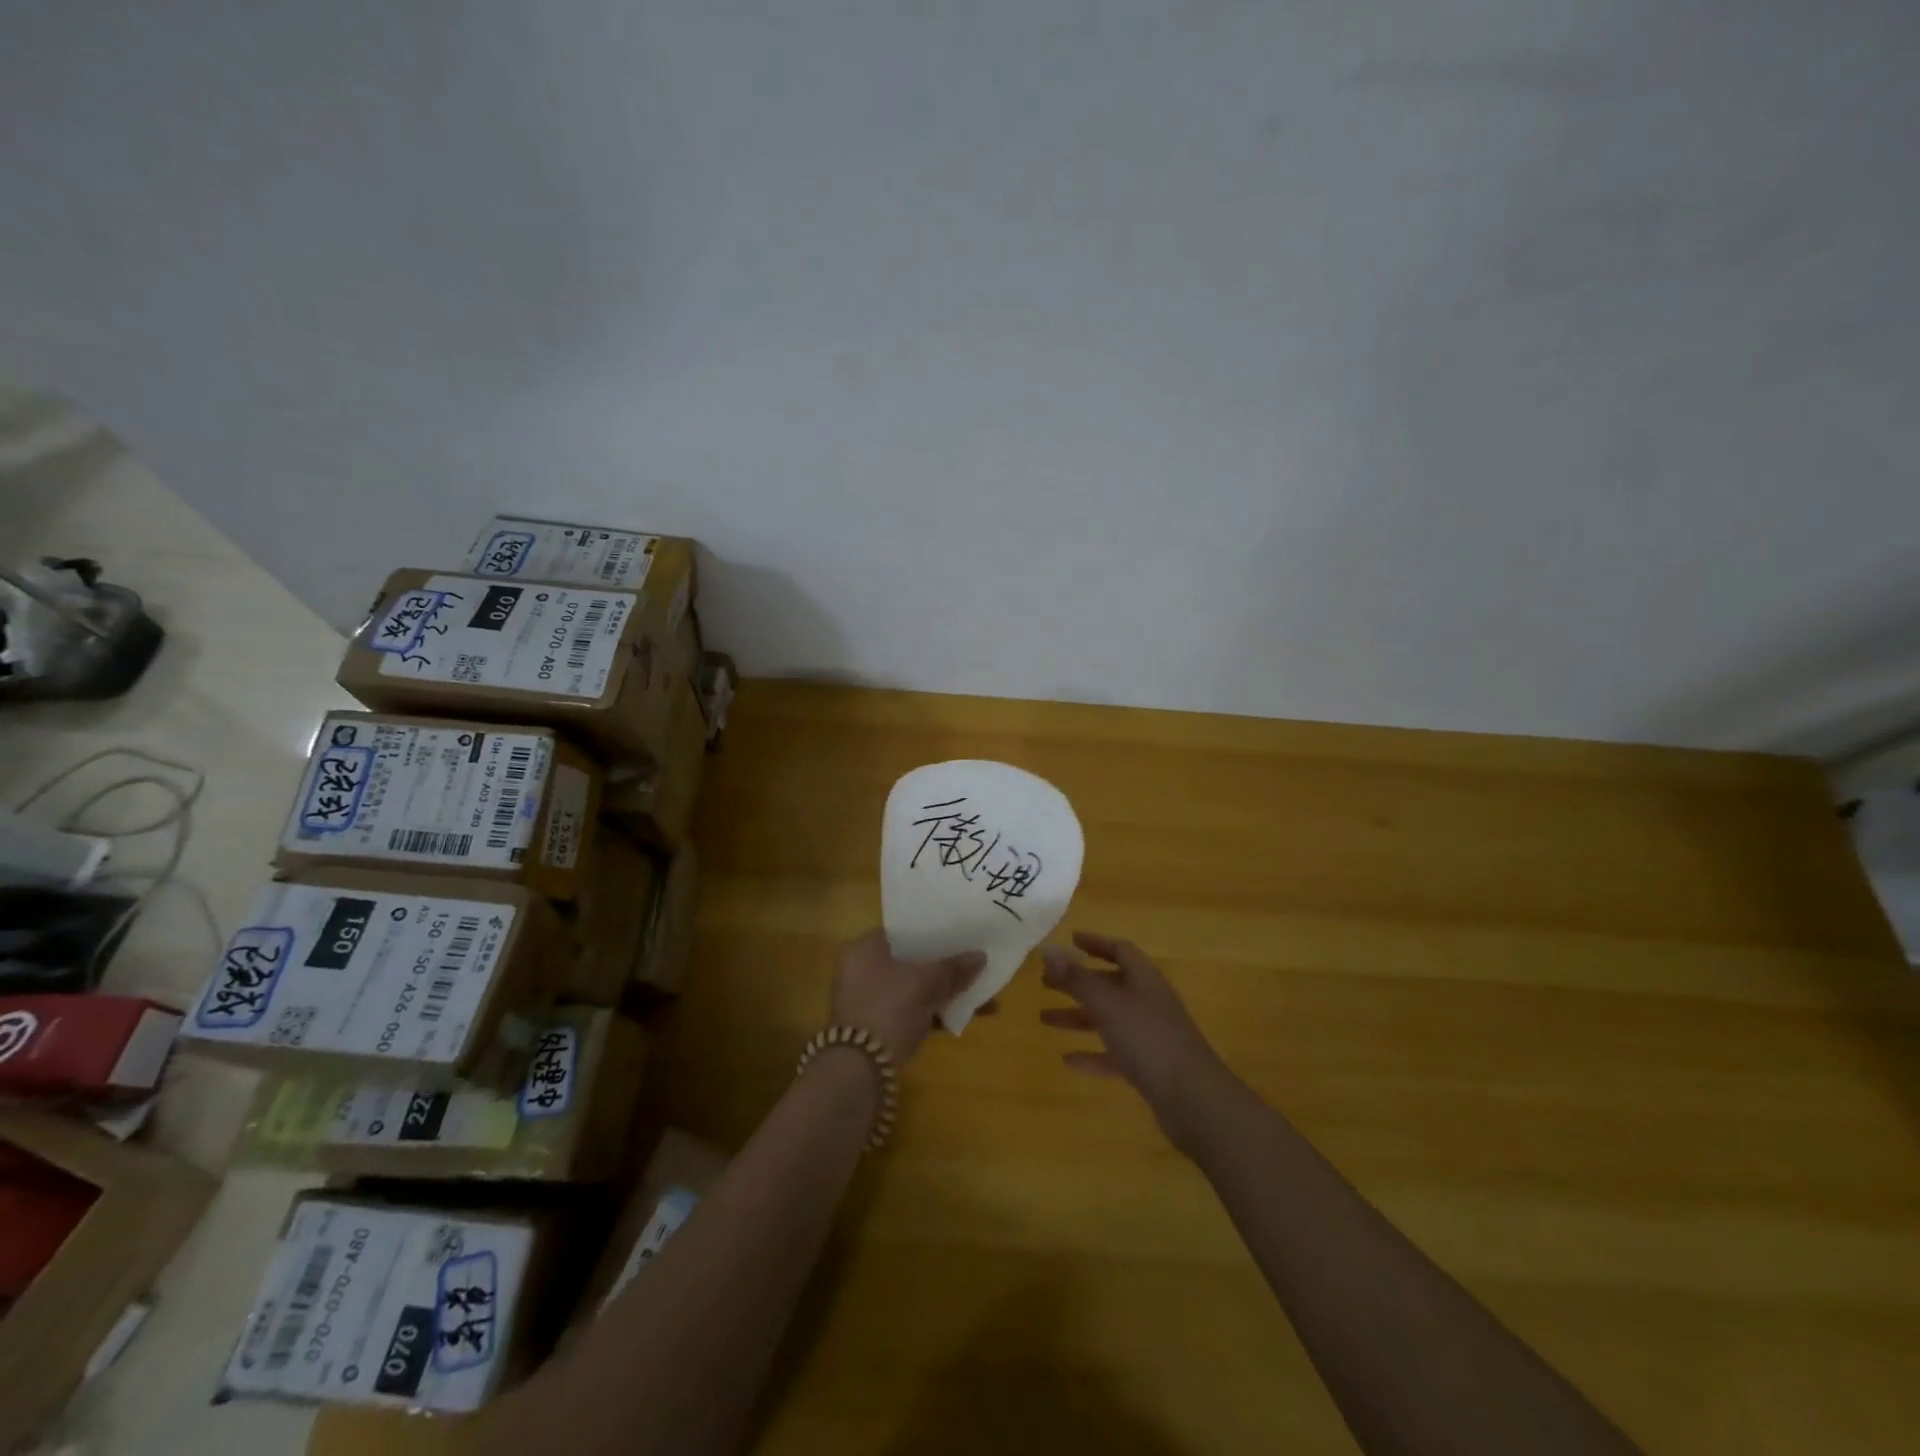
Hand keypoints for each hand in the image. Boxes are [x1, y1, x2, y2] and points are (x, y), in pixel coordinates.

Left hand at [831, 930, 988, 1063]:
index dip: (934, 931)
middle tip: (975, 962)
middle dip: (946, 965)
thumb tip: (981, 956)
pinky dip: (937, 1012)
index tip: (961, 933)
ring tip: (982, 991)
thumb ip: (954, 968)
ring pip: (916, 988)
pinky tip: (969, 1015)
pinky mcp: (881, 1028)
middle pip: (912, 961)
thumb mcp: (925, 983)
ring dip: (946, 991)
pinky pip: (915, 1011)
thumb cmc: (888, 1009)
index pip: (903, 931)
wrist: (860, 1070)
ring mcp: (871, 1001)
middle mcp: (862, 971)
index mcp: (864, 949)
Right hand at [1040, 931, 1227, 1141]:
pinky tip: (1068, 1060)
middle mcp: (1148, 1002)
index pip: (1120, 951)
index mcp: (1144, 979)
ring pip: (1108, 1019)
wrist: (1192, 1098)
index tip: (1070, 940)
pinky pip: (1114, 1054)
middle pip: (1110, 984)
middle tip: (1045, 982)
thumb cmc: (1148, 1038)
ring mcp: (1150, 1036)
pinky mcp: (1149, 1067)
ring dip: (1078, 1018)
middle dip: (1078, 982)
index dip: (1096, 943)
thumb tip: (1047, 948)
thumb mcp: (1107, 1003)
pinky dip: (1092, 1054)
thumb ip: (1076, 978)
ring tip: (1043, 1020)